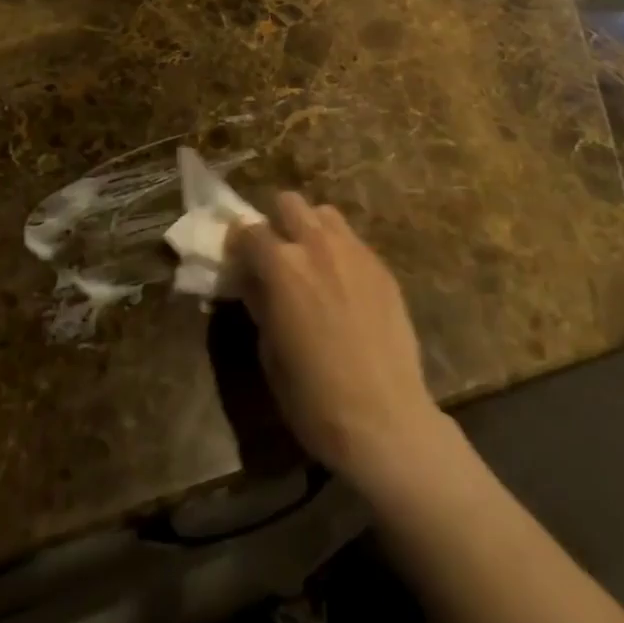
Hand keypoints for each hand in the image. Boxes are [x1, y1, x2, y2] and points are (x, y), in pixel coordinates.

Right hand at [227, 193, 450, 499]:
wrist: (386, 420)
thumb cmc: (314, 397)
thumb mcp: (270, 352)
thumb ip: (259, 304)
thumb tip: (252, 282)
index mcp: (281, 266)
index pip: (248, 231)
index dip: (238, 242)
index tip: (237, 257)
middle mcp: (316, 245)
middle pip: (289, 203)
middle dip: (277, 222)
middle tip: (276, 254)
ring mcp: (354, 252)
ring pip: (324, 214)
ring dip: (310, 228)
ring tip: (312, 262)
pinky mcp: (382, 266)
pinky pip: (353, 241)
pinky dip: (339, 250)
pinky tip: (343, 285)